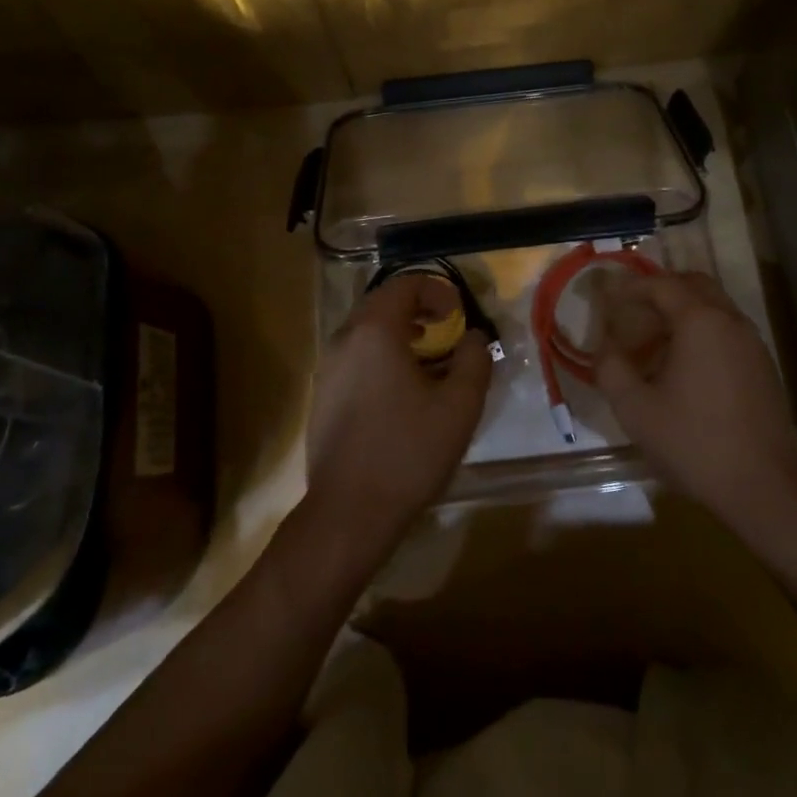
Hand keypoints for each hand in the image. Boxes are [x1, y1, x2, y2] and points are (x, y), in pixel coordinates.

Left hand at [306, 273, 490, 550]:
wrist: (349, 512)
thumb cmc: (409, 451)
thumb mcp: (460, 404)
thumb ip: (474, 359)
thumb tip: (473, 336)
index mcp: (375, 331)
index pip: (405, 284)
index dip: (437, 291)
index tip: (459, 314)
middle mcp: (344, 340)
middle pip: (382, 303)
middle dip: (418, 308)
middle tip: (446, 329)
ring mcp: (328, 368)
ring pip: (366, 331)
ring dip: (399, 332)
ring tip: (428, 358)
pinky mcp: (322, 396)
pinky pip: (355, 357)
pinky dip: (381, 355)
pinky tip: (401, 391)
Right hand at [592, 271, 796, 533]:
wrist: (763, 487)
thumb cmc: (693, 442)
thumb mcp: (635, 409)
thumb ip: (611, 368)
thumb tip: (604, 347)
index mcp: (700, 321)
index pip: (661, 285)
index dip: (632, 288)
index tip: (610, 300)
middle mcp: (731, 321)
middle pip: (694, 284)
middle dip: (661, 290)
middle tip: (634, 311)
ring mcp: (753, 344)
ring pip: (715, 307)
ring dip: (684, 312)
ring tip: (655, 341)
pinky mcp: (764, 367)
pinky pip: (728, 331)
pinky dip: (704, 332)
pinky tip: (685, 367)